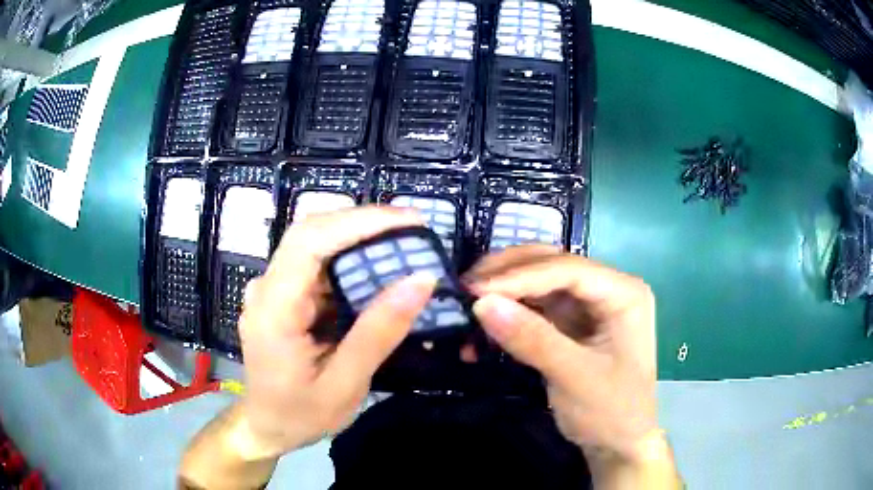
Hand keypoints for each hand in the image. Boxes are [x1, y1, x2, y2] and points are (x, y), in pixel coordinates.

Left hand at [236, 207, 436, 458]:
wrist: (265, 426)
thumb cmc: (300, 414)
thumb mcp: (345, 385)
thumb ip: (379, 333)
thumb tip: (421, 281)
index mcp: (273, 309)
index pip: (309, 241)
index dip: (359, 221)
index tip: (409, 220)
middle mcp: (266, 287)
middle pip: (310, 232)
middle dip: (363, 222)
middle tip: (413, 228)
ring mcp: (271, 288)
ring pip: (314, 243)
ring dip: (358, 238)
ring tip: (403, 244)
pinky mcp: (281, 295)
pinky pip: (316, 264)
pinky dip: (349, 260)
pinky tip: (376, 270)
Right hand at [466, 246, 657, 461]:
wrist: (618, 443)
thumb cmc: (611, 411)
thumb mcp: (574, 377)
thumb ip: (531, 338)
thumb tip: (481, 303)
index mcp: (624, 293)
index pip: (568, 269)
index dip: (520, 275)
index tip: (475, 290)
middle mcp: (608, 289)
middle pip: (553, 265)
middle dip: (509, 274)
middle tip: (466, 285)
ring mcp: (589, 306)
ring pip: (540, 283)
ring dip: (505, 292)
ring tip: (468, 301)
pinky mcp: (572, 324)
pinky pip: (536, 308)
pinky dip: (510, 315)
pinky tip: (485, 328)